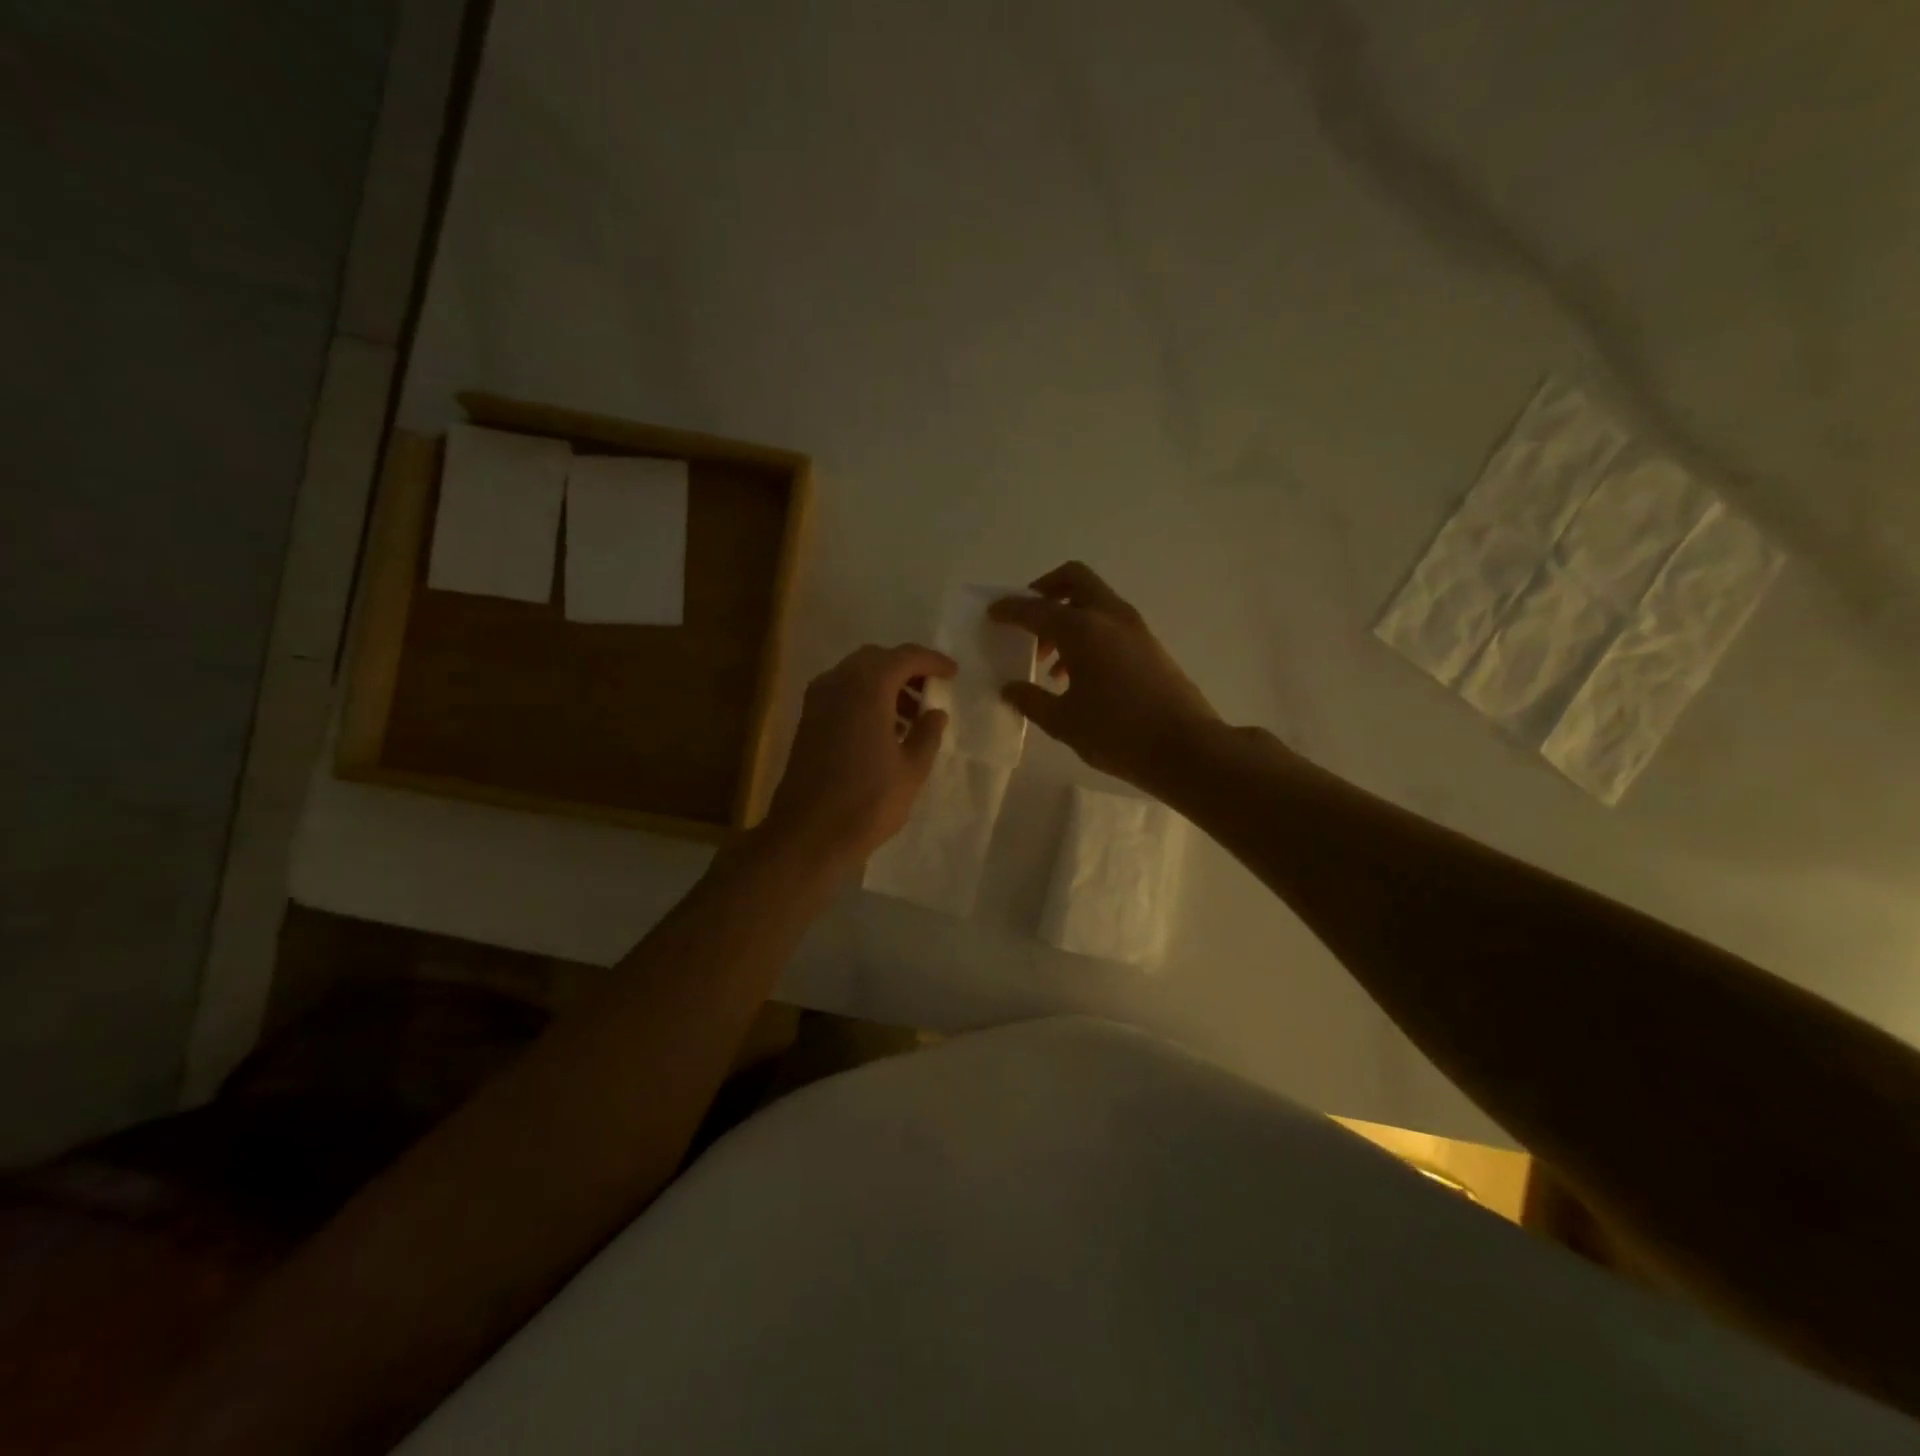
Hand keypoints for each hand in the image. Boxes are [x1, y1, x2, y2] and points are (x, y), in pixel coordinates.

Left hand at [758, 643, 956, 874]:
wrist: (808, 834)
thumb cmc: (867, 802)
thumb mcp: (911, 770)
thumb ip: (927, 734)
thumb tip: (935, 712)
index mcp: (867, 689)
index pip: (904, 657)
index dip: (931, 661)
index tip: (952, 673)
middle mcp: (838, 684)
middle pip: (876, 659)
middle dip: (906, 668)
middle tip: (931, 690)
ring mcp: (818, 701)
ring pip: (856, 674)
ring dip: (885, 684)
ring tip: (911, 715)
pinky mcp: (808, 720)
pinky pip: (841, 692)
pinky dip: (865, 697)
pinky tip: (883, 728)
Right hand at [990, 562, 1219, 792]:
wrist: (1186, 749)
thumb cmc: (1118, 733)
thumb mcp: (1064, 722)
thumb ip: (1031, 700)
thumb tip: (1009, 688)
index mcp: (1083, 629)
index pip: (1036, 608)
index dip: (1010, 609)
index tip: (992, 613)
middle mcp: (1110, 617)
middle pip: (1074, 580)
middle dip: (1045, 590)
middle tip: (1027, 618)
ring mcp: (1135, 629)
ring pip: (1094, 602)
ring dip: (1067, 617)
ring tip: (1047, 662)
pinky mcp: (1150, 646)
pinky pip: (1110, 623)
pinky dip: (1088, 634)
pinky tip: (1076, 676)